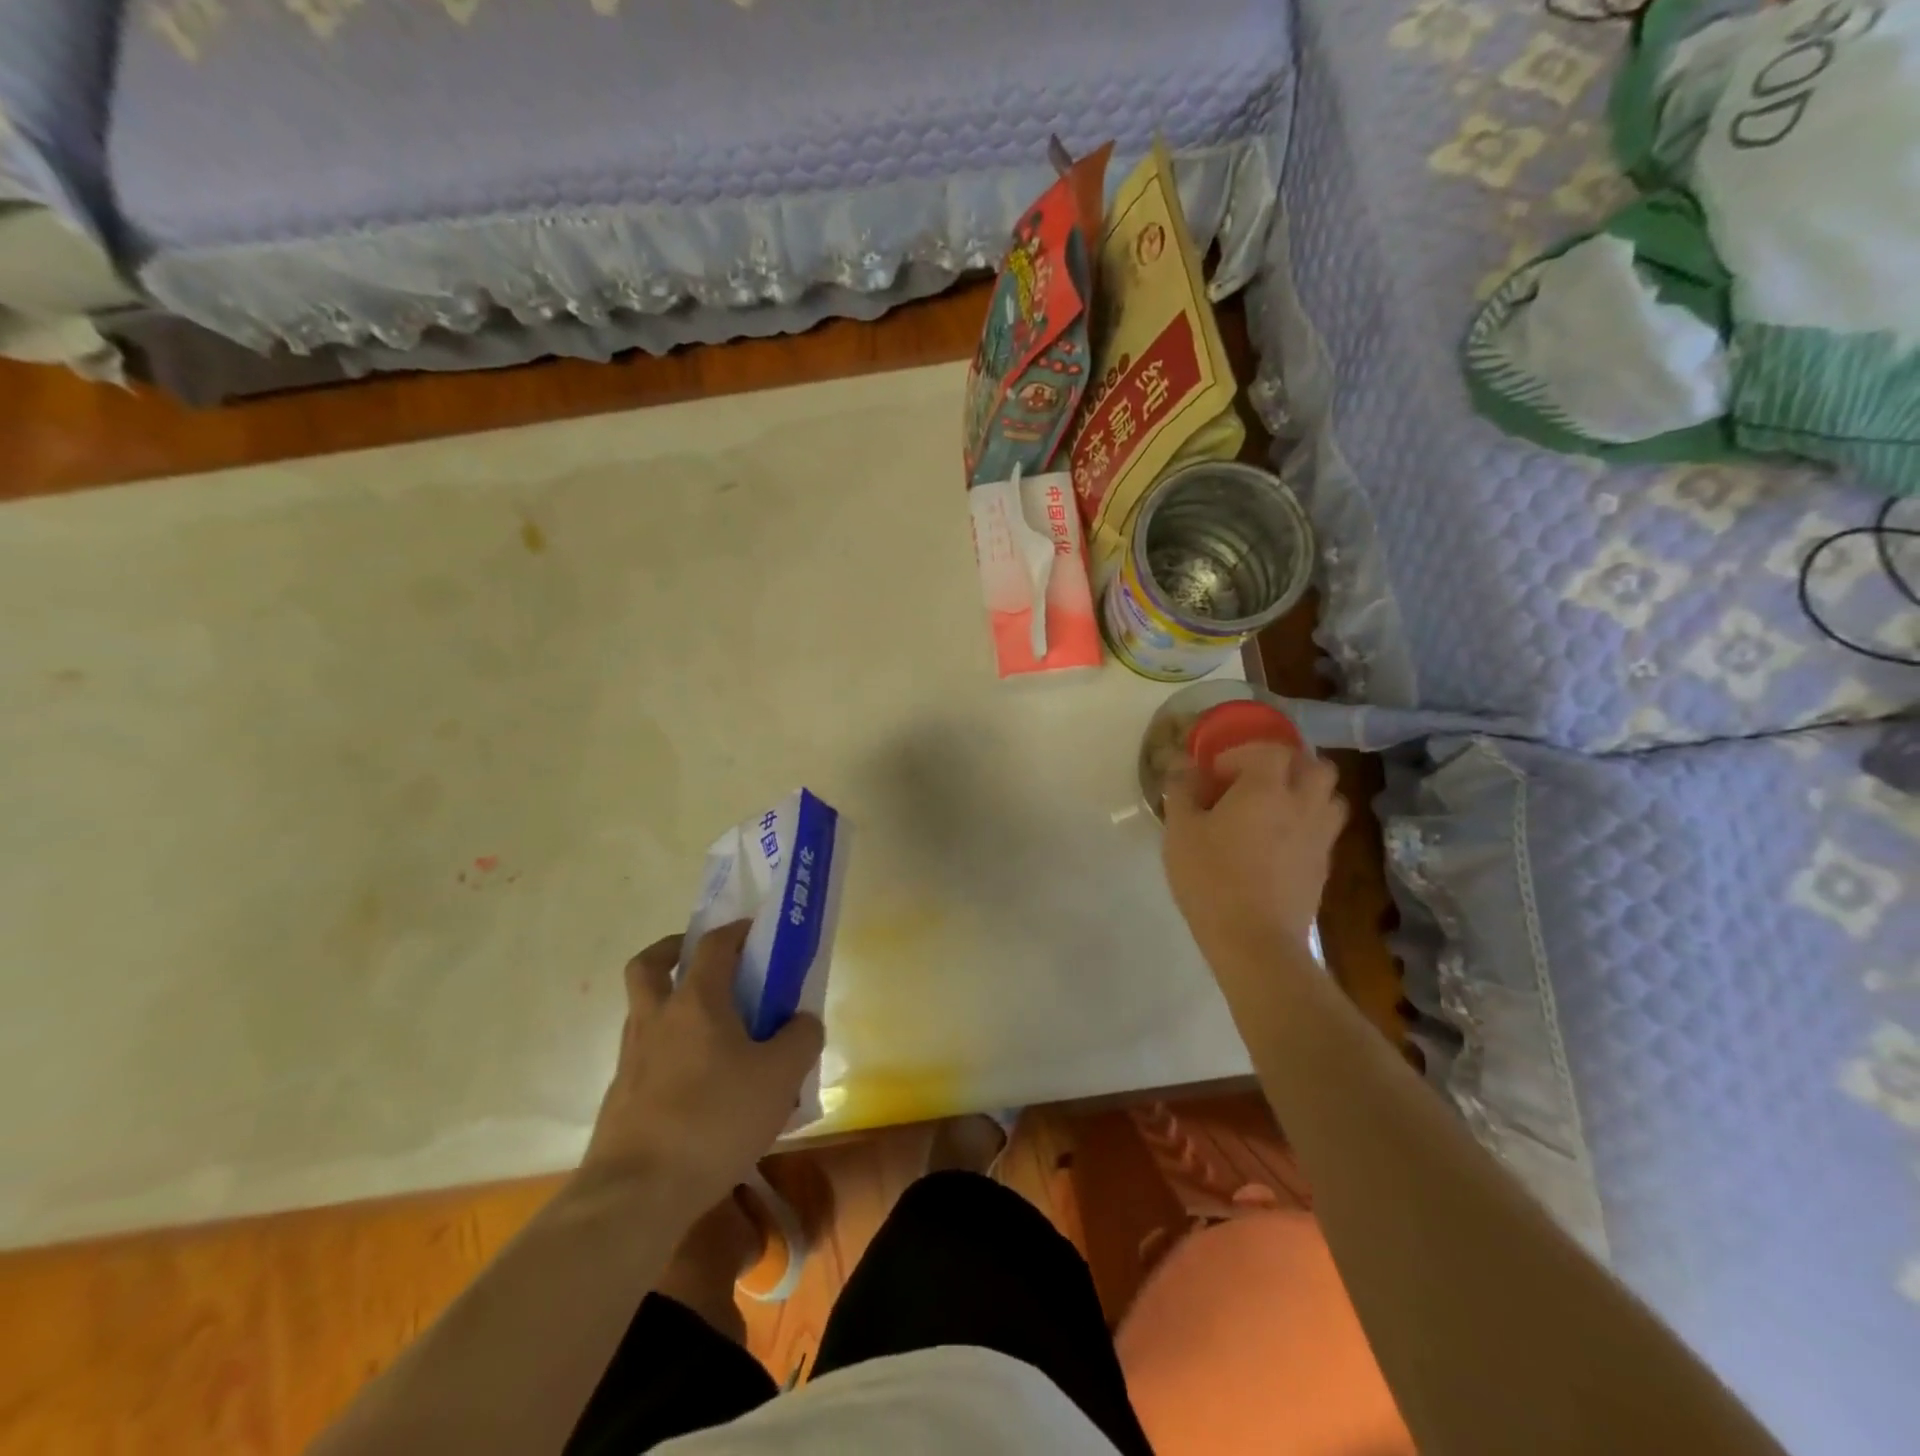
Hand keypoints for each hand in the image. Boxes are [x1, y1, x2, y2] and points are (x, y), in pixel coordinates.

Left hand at [579, 922, 824, 1214]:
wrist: (636, 1195)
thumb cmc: (714, 1120)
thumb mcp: (780, 1077)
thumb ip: (801, 1039)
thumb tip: (803, 1021)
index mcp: (695, 1002)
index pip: (713, 946)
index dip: (736, 931)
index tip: (755, 932)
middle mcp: (656, 1019)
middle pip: (649, 965)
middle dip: (673, 951)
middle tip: (703, 962)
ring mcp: (631, 1059)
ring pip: (643, 1011)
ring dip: (669, 1003)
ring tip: (710, 1029)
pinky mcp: (621, 1098)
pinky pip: (645, 1056)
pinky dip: (667, 1052)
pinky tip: (697, 1083)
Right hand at [1162, 740, 1346, 966]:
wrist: (1255, 941)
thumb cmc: (1211, 879)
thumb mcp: (1180, 832)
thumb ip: (1181, 791)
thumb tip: (1183, 766)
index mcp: (1266, 788)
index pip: (1269, 749)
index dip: (1241, 754)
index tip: (1215, 775)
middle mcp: (1303, 804)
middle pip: (1315, 765)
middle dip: (1288, 765)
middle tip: (1256, 780)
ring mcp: (1320, 836)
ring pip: (1330, 796)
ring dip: (1307, 792)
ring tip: (1275, 808)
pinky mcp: (1324, 866)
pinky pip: (1325, 829)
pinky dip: (1307, 823)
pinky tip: (1279, 843)